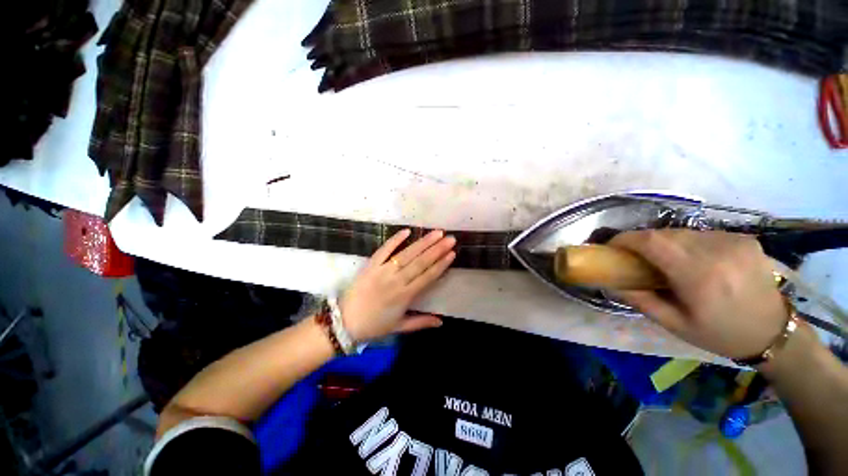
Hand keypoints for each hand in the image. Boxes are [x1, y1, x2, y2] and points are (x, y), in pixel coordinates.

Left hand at [340, 229, 455, 341]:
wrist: (345, 322)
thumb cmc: (374, 325)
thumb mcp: (399, 327)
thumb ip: (421, 322)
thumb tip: (442, 321)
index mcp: (405, 296)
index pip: (428, 276)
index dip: (441, 265)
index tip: (452, 253)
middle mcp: (397, 280)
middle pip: (421, 262)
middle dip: (437, 249)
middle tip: (450, 238)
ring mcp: (383, 270)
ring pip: (407, 254)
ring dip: (423, 243)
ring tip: (437, 233)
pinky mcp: (371, 265)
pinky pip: (384, 249)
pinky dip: (395, 239)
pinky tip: (407, 231)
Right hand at [610, 230, 787, 358]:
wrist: (773, 333)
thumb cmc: (720, 334)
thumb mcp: (674, 324)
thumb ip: (640, 300)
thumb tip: (610, 282)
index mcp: (700, 275)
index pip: (652, 241)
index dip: (626, 238)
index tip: (613, 246)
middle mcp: (718, 251)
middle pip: (665, 234)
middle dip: (643, 242)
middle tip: (635, 257)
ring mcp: (734, 241)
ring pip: (683, 232)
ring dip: (665, 242)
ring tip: (664, 260)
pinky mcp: (744, 238)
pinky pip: (701, 234)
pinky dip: (687, 243)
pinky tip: (692, 259)